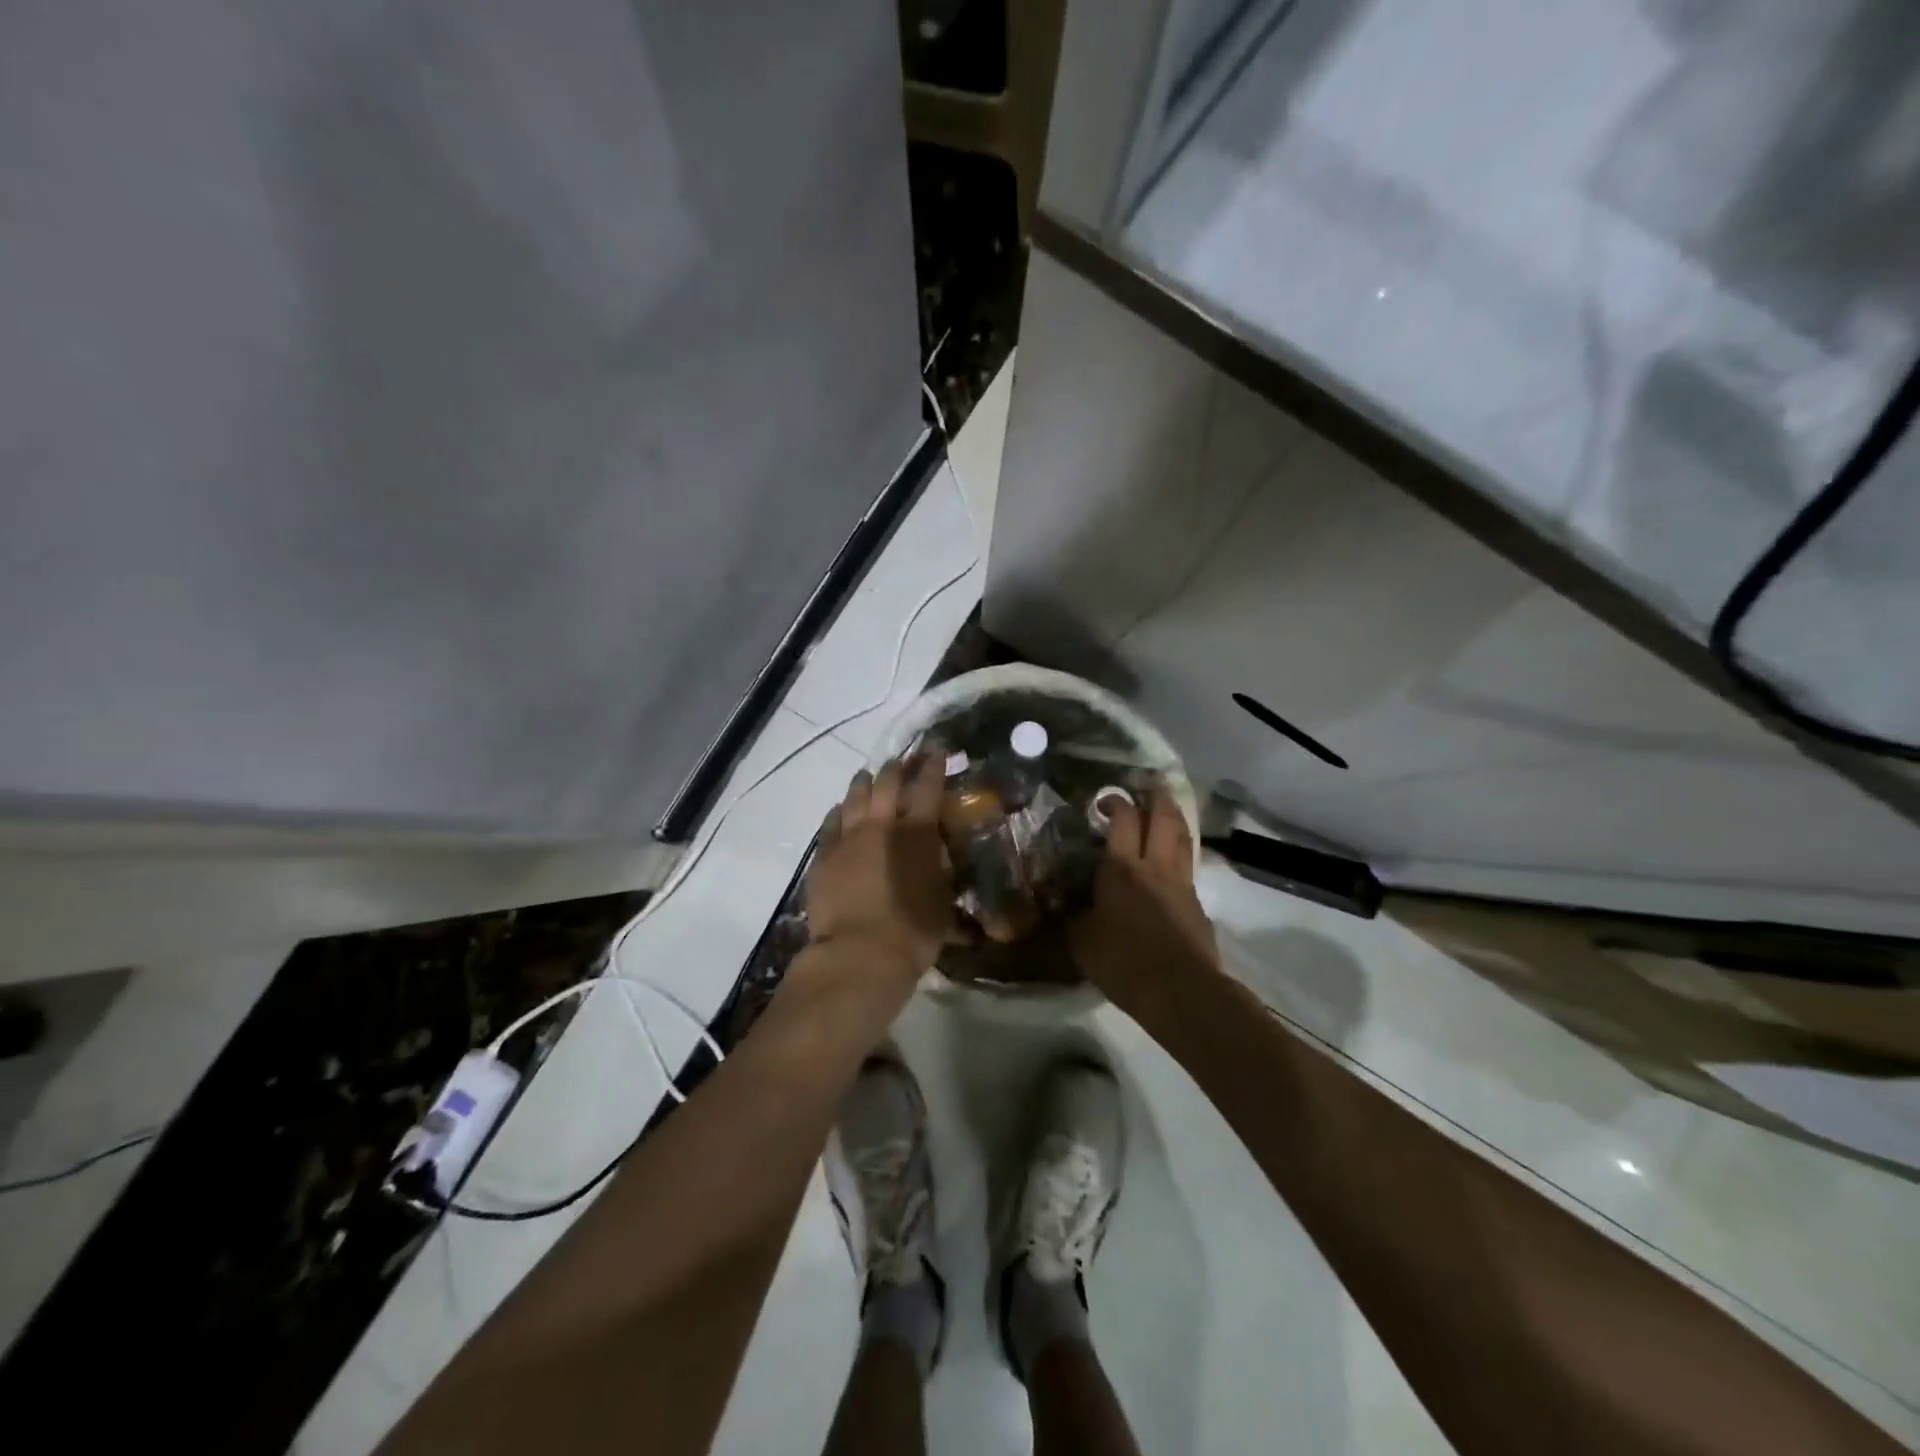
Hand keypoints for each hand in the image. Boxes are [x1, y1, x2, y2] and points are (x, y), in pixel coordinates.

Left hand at [804, 752, 954, 990]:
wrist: (858, 956)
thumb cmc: (912, 933)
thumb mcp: (942, 902)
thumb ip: (941, 873)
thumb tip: (943, 860)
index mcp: (916, 833)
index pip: (927, 787)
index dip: (933, 765)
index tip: (937, 750)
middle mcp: (880, 825)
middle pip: (887, 783)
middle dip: (896, 768)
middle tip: (902, 761)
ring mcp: (847, 838)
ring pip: (854, 796)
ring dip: (864, 783)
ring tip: (868, 776)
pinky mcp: (823, 855)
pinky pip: (830, 822)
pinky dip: (839, 811)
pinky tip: (841, 809)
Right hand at [1070, 787, 1219, 1017]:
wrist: (1180, 991)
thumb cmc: (1123, 962)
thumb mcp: (1082, 942)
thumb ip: (1074, 917)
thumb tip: (1065, 906)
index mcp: (1122, 868)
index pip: (1122, 819)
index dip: (1115, 801)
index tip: (1104, 799)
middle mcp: (1155, 866)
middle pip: (1163, 817)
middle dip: (1155, 796)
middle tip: (1147, 785)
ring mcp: (1181, 883)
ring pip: (1182, 837)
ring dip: (1174, 817)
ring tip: (1166, 808)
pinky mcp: (1197, 904)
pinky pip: (1189, 867)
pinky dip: (1180, 853)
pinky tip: (1172, 861)